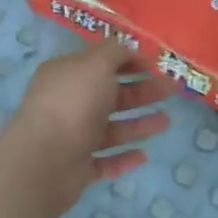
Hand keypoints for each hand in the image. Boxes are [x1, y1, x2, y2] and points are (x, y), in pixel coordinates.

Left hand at [4, 39, 175, 215]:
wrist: (45, 161)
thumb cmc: (73, 104)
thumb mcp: (96, 65)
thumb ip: (115, 53)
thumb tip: (129, 48)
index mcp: (67, 76)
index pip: (100, 64)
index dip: (129, 62)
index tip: (158, 65)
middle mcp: (68, 105)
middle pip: (111, 96)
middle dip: (143, 92)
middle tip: (173, 90)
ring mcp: (72, 138)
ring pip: (111, 129)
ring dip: (139, 125)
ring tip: (167, 122)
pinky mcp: (77, 169)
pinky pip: (105, 161)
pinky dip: (124, 158)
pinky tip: (144, 156)